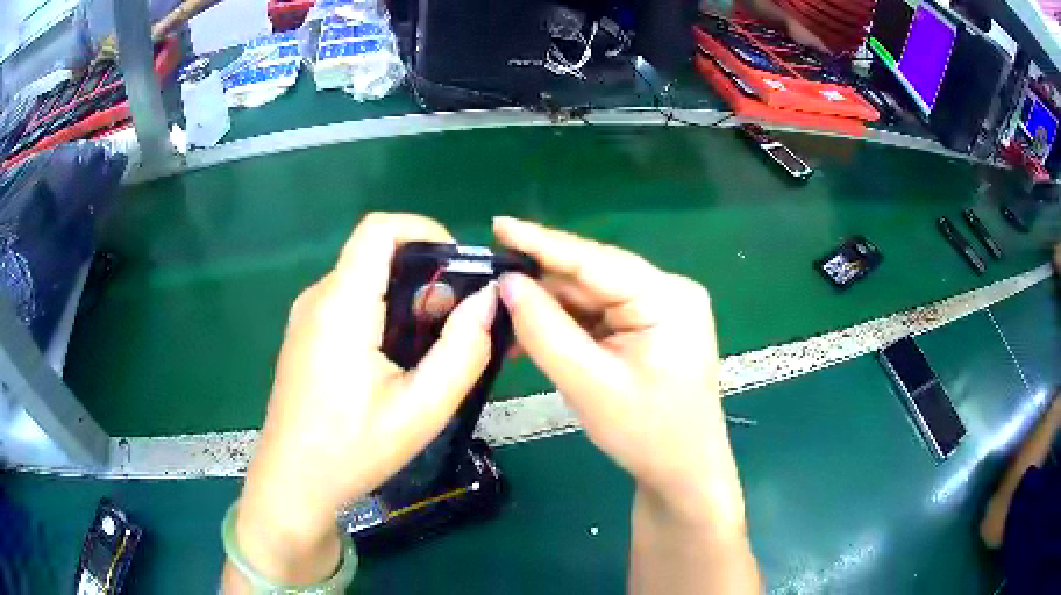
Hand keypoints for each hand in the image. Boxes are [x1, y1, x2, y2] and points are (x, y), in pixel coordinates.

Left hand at [226, 213, 497, 588]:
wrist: (292, 483)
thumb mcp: (420, 410)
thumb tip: (488, 299)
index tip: (460, 266)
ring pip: (366, 282)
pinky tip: (401, 362)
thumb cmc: (352, 451)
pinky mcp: (306, 336)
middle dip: (427, 278)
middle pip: (377, 256)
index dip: (425, 230)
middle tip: (459, 325)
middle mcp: (318, 299)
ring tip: (436, 350)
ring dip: (408, 301)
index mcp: (341, 305)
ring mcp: (307, 317)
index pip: (379, 229)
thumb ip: (463, 351)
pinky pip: (351, 305)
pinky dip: (385, 316)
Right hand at [493, 217, 745, 529]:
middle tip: (490, 289)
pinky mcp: (654, 326)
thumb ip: (544, 330)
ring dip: (552, 310)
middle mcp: (670, 291)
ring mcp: (664, 308)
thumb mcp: (588, 384)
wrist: (683, 471)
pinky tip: (538, 335)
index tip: (498, 225)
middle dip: (542, 285)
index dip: (541, 243)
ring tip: (505, 321)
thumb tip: (508, 283)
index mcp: (667, 298)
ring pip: (594, 297)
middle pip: (593, 277)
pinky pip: (603, 315)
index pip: (594, 260)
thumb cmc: (645, 434)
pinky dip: (570, 326)